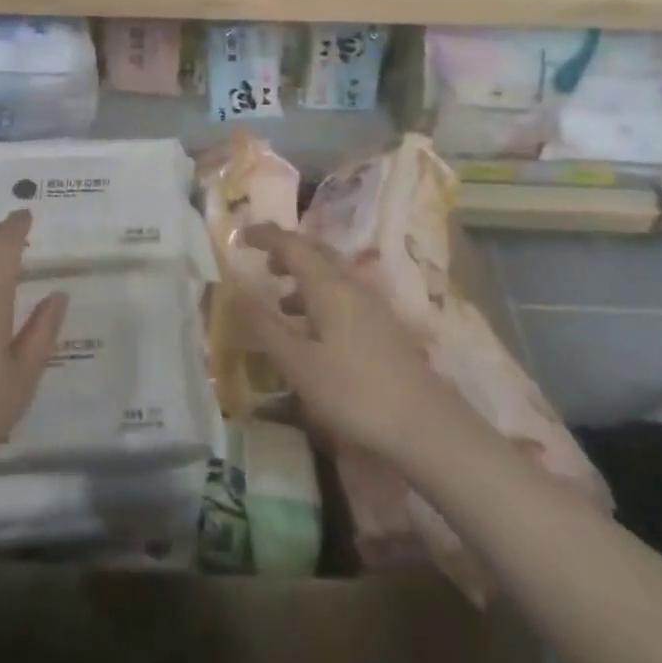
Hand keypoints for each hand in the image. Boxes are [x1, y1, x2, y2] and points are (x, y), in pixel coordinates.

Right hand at [234, 224, 477, 467]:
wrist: (428, 427)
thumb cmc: (354, 391)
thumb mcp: (299, 363)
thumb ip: (264, 326)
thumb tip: (234, 291)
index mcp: (329, 285)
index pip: (292, 244)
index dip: (266, 236)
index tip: (242, 235)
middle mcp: (352, 285)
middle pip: (317, 254)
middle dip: (288, 253)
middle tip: (263, 263)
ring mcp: (374, 307)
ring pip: (333, 277)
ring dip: (304, 279)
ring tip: (282, 301)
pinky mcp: (385, 329)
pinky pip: (345, 298)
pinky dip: (321, 300)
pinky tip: (315, 333)